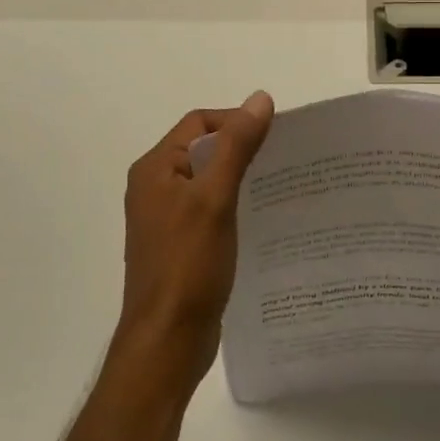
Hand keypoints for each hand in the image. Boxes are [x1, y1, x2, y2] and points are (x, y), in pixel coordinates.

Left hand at [116, 92, 275, 391]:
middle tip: (284, 162)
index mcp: (156, 168)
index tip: (275, 138)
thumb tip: (260, 99)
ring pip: (209, 181)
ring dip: (240, 179)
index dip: (236, 122)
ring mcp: (166, 218)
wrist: (167, 342)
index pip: (199, 123)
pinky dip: (234, 207)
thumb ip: (236, 146)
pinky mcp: (179, 245)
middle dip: (242, 150)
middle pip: (204, 149)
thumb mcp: (215, 198)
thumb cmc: (188, 266)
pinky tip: (260, 220)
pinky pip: (210, 210)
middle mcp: (155, 187)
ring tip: (279, 188)